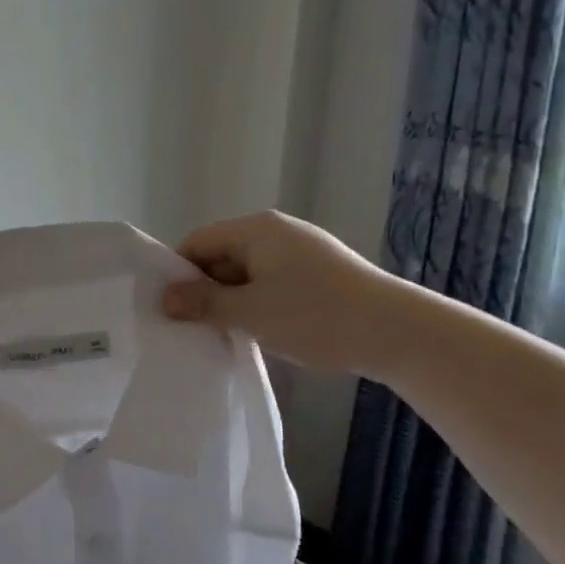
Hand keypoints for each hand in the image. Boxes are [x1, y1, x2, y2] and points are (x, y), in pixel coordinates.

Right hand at [161, 211, 405, 374]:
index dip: (178, 273)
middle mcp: (277, 232)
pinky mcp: (320, 273)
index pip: (197, 242)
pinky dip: (258, 303)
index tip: (170, 308)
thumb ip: (203, 303)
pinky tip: (260, 330)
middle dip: (205, 289)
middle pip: (221, 255)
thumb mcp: (249, 312)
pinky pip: (272, 282)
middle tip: (193, 326)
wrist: (398, 333)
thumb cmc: (315, 316)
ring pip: (247, 273)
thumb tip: (165, 297)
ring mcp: (301, 252)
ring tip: (226, 333)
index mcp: (256, 230)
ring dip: (232, 300)